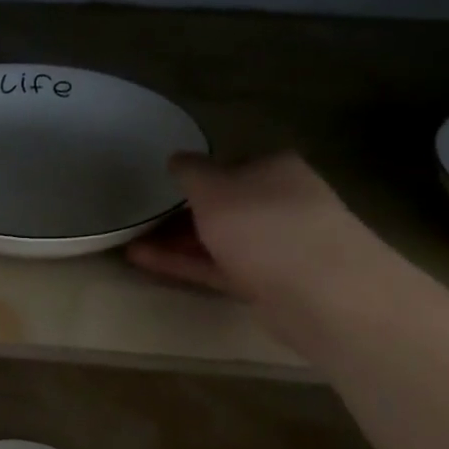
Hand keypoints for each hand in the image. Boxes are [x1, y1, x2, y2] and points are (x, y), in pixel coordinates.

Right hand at [127, 152, 352, 294]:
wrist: (318, 290)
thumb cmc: (263, 223)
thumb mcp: (214, 188)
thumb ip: (190, 172)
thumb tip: (177, 158)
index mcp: (275, 168)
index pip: (230, 165)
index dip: (195, 176)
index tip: (161, 188)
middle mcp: (280, 202)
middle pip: (224, 206)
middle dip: (183, 214)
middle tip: (141, 221)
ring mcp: (275, 246)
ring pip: (218, 240)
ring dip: (177, 242)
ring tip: (130, 245)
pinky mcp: (266, 283)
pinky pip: (217, 268)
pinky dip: (185, 264)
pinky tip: (146, 262)